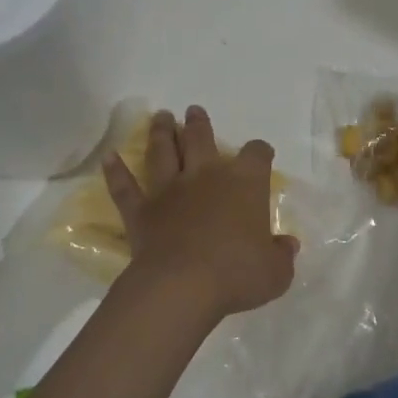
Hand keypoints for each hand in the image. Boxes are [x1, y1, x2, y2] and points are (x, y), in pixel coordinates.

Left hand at [103, 106, 298, 318]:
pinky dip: (116, 172)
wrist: (182, 286)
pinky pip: (125, 187)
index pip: (256, 155)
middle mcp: (206, 176)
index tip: (261, 153)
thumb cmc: (237, 275)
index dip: (260, 152)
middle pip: (201, 139)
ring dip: (162, 133)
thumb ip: (281, 255)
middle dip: (199, 124)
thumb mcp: (275, 272)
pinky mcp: (141, 211)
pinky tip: (109, 158)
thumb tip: (287, 246)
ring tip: (161, 117)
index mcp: (245, 184)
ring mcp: (169, 190)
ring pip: (163, 152)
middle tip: (194, 111)